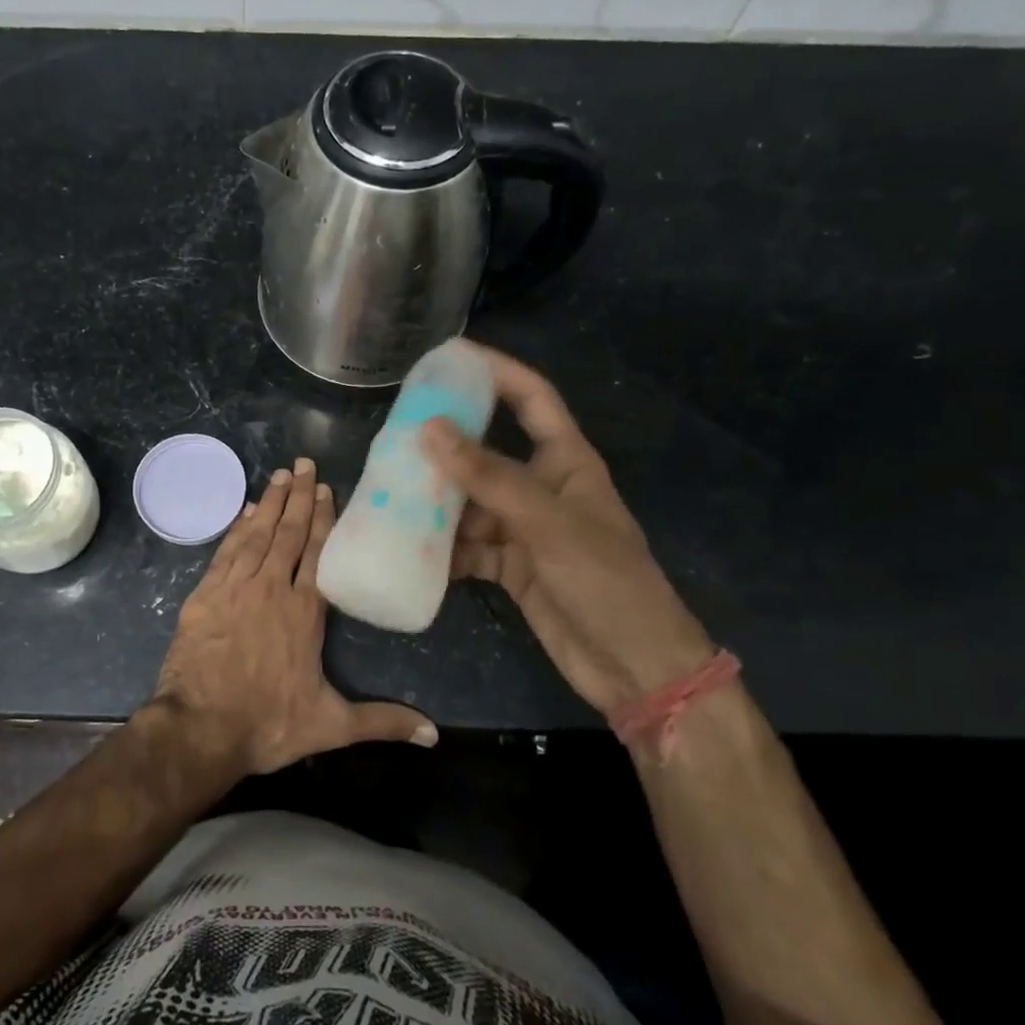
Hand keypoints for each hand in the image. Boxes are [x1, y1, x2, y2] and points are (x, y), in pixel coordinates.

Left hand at [151, 458, 437, 773]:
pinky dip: (236, 528)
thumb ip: (382, 722)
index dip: (323, 519)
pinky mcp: (204, 595)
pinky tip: (244, 512)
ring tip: (279, 475)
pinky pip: (225, 551)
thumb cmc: (268, 724)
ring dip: (269, 503)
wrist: (199, 729)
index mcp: (304, 612)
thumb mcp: (331, 726)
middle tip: (303, 463)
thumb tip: (434, 735)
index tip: (326, 489)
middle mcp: (271, 589)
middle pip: (288, 533)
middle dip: (298, 497)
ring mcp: (234, 588)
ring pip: (256, 534)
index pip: (318, 553)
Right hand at [422, 343, 715, 716]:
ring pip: (469, 502)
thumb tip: (430, 430)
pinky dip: (442, 549)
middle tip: (396, 433)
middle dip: (446, 443)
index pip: (531, 399)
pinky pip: (467, 546)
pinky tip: (409, 548)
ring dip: (435, 502)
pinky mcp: (510, 565)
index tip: (449, 356)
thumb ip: (490, 478)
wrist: (634, 668)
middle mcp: (541, 487)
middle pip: (487, 451)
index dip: (496, 371)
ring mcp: (523, 528)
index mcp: (566, 461)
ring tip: (390, 494)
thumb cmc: (607, 581)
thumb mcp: (549, 523)